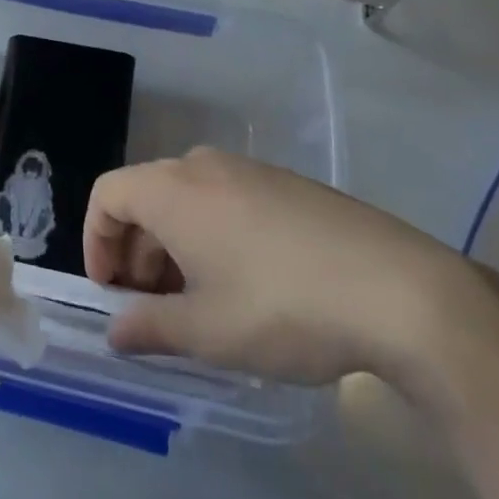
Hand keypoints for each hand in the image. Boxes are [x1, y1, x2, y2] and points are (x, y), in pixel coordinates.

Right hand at [84, 147, 481, 389]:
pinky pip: (227, 200)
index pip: (107, 196)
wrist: (402, 291)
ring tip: (199, 302)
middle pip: (146, 196)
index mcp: (174, 190)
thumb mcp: (206, 331)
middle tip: (152, 307)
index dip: (96, 242)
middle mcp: (205, 166)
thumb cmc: (283, 307)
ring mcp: (251, 170)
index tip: (111, 292)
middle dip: (136, 251)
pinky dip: (213, 234)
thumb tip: (116, 331)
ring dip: (175, 246)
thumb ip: (148, 328)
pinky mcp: (289, 184)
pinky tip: (247, 284)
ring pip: (188, 199)